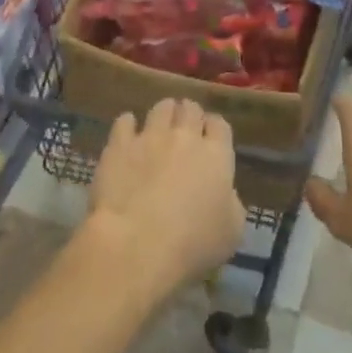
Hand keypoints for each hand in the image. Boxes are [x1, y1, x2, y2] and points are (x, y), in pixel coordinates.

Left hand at [85, 98, 245, 303]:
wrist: (137, 244)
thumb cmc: (192, 244)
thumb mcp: (232, 231)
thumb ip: (230, 203)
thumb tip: (223, 193)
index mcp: (217, 155)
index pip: (220, 125)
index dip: (215, 129)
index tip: (211, 138)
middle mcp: (185, 137)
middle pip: (190, 109)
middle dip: (189, 115)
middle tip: (184, 129)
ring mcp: (150, 137)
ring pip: (160, 108)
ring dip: (163, 113)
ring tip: (159, 125)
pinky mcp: (118, 145)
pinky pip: (125, 121)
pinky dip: (128, 125)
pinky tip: (127, 134)